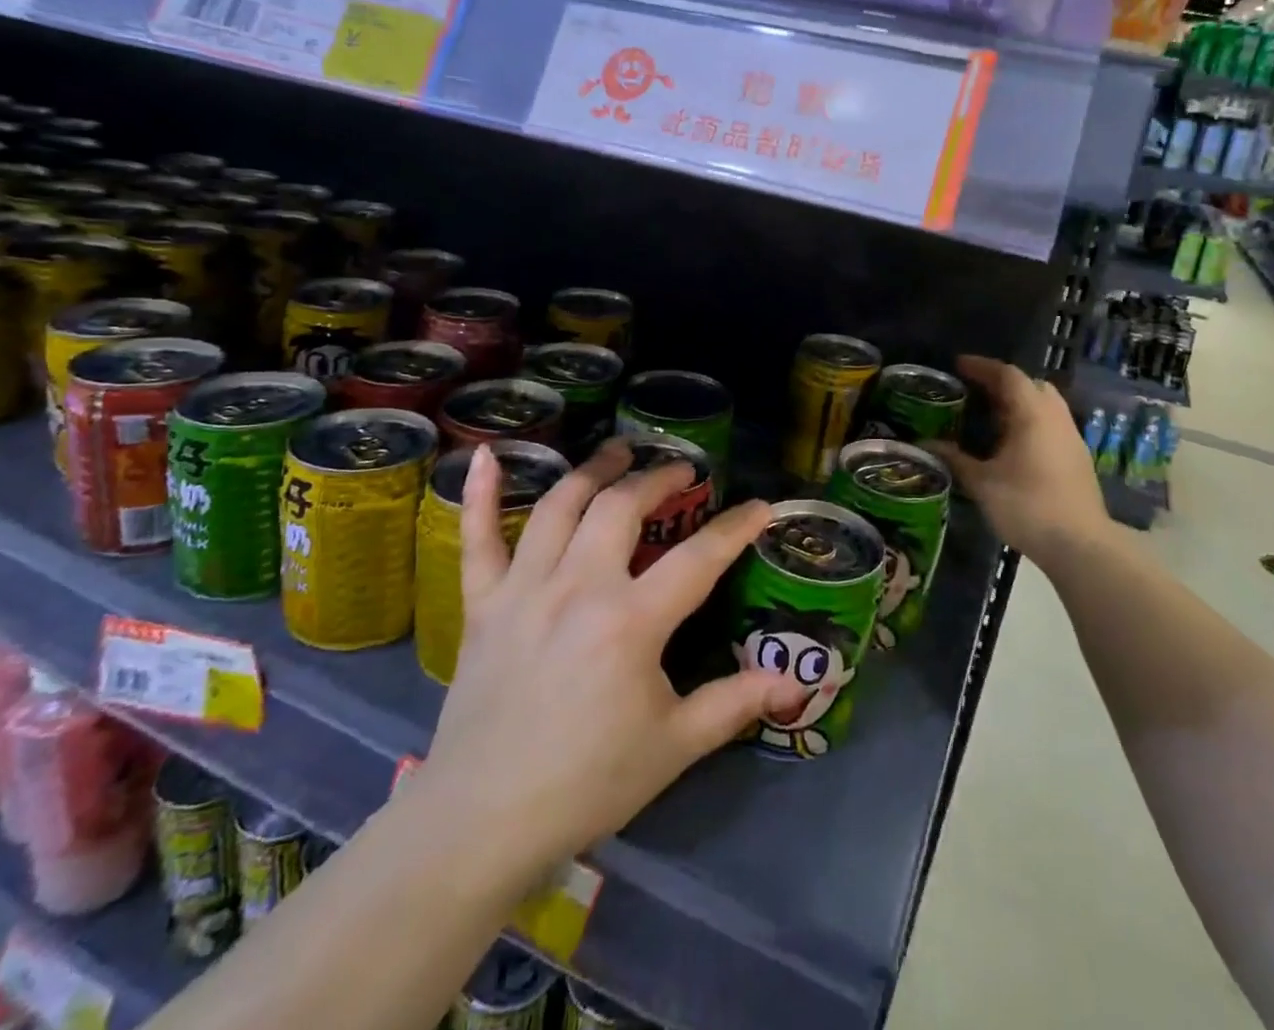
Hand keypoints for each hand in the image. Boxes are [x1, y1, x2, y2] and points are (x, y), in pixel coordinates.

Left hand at [420, 440, 807, 879]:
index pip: (699, 557)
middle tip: (681, 469)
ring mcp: (524, 590)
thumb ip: (735, 703)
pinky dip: (481, 493)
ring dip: (593, 470)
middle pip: (622, 507)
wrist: (482, 823)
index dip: (736, 527)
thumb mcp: (674, 746)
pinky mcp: (483, 605)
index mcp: (631, 621)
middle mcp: (578, 587)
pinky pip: (477, 538)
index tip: (761, 506)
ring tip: (618, 451)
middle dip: (658, 479)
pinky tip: (488, 454)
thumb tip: (795, 683)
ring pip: (560, 506)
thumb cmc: (588, 783)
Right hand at [929, 355, 1114, 568]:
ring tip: (991, 417)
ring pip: (1045, 404)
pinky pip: (1051, 424)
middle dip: (1003, 382)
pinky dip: (1030, 421)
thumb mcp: (982, 483)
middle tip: (975, 391)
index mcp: (1032, 413)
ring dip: (1019, 403)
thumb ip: (955, 459)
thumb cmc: (1028, 506)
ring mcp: (1071, 436)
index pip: (1007, 375)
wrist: (1081, 544)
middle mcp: (1055, 416)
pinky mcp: (1077, 457)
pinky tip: (1013, 443)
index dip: (982, 366)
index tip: (958, 365)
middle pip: (1031, 384)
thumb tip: (927, 444)